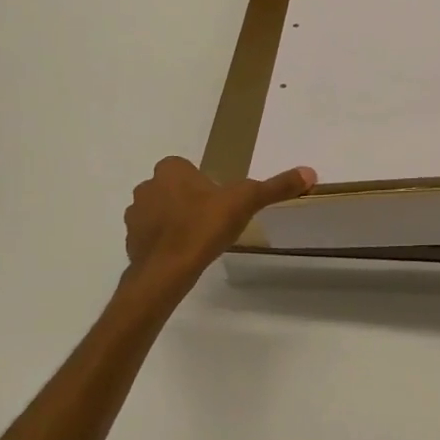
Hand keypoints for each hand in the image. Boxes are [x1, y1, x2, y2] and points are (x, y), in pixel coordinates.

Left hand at [123, 156, 315, 294]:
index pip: (188, 169)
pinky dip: (163, 242)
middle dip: (189, 201)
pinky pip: (150, 236)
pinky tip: (181, 255)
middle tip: (211, 222)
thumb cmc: (204, 227)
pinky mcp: (130, 240)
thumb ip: (275, 187)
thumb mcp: (246, 202)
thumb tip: (309, 172)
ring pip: (159, 212)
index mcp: (170, 169)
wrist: (167, 269)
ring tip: (197, 240)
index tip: (220, 202)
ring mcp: (135, 214)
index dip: (205, 184)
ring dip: (174, 221)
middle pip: (174, 189)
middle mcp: (147, 186)